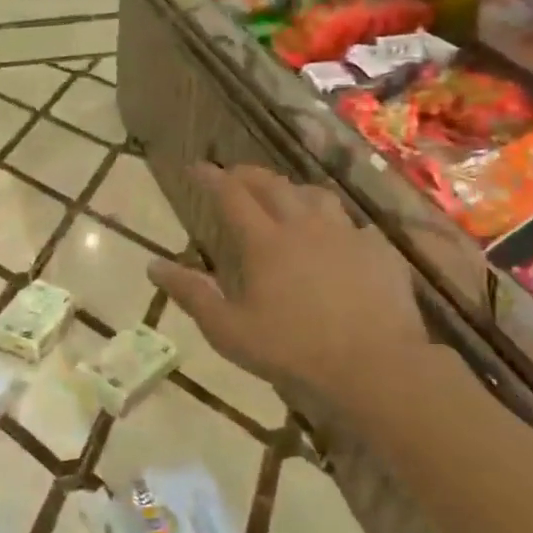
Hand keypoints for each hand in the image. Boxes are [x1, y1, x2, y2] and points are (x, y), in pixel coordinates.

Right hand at [147, 164, 425, 396]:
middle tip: (234, 175)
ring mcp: (347, 235)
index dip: (211, 178)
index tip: (196, 167)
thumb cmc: (292, 350)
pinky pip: (353, 224)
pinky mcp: (379, 252)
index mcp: (264, 242)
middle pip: (273, 185)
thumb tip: (153, 266)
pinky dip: (335, 223)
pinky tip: (336, 238)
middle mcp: (304, 227)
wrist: (375, 366)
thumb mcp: (228, 330)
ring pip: (316, 196)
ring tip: (284, 198)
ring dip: (293, 190)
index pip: (231, 196)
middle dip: (248, 175)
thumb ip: (191, 295)